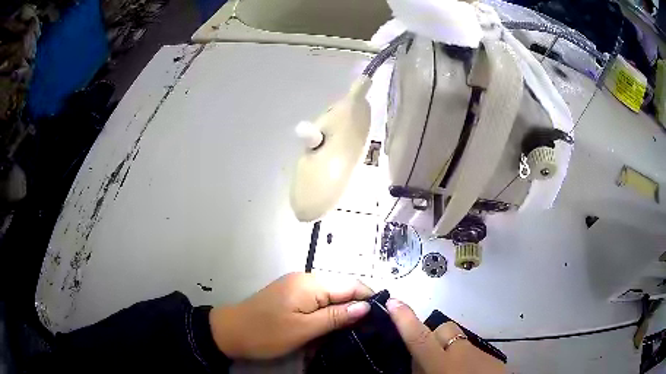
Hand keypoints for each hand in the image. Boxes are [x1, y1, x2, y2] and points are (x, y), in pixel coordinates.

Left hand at [209, 272, 372, 358]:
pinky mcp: (291, 297)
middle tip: (368, 331)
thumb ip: (336, 316)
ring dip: (340, 314)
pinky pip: (317, 303)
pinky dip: (326, 316)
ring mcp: (297, 288)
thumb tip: (366, 306)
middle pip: (341, 290)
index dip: (369, 299)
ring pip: (330, 298)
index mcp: (310, 284)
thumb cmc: (266, 333)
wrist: (229, 332)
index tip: (382, 318)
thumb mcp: (303, 329)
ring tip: (352, 333)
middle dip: (355, 309)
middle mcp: (306, 279)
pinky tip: (331, 329)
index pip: (351, 285)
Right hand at [386, 299, 504, 373]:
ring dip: (449, 349)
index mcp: (442, 365)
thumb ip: (420, 371)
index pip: (420, 338)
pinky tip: (467, 372)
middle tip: (427, 356)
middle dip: (431, 337)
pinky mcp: (492, 357)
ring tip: (449, 369)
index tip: (393, 301)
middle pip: (442, 329)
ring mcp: (480, 353)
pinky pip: (472, 351)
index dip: (404, 320)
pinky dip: (465, 358)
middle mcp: (462, 353)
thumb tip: (415, 362)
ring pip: (458, 340)